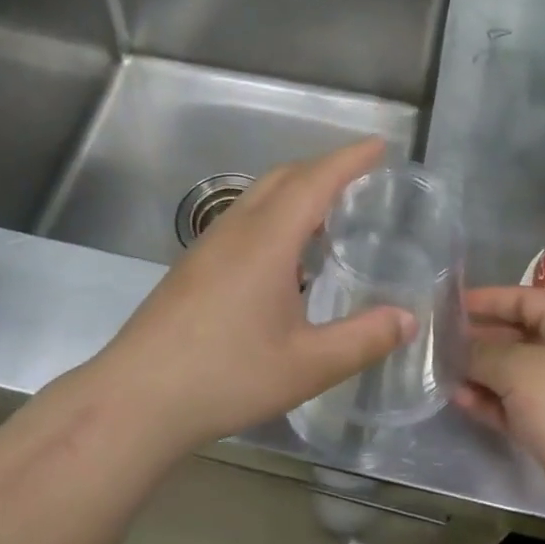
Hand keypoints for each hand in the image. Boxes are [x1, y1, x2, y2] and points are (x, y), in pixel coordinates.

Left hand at [95, 139, 416, 452]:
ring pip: (260, 195)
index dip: (350, 159)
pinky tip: (286, 256)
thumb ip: (362, 340)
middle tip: (362, 179)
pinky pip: (244, 217)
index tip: (379, 145)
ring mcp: (210, 243)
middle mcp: (238, 227)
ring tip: (330, 216)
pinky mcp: (194, 263)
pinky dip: (276, 213)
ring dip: (297, 190)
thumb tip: (408, 319)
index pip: (316, 180)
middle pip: (285, 176)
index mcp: (268, 238)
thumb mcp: (306, 365)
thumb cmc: (226, 375)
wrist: (137, 398)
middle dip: (325, 168)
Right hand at [456, 287, 544, 532]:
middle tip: (438, 342)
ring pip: (511, 375)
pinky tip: (459, 400)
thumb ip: (482, 352)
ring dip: (478, 373)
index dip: (488, 299)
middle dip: (477, 339)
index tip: (452, 305)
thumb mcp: (519, 368)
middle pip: (515, 337)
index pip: (524, 299)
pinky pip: (514, 407)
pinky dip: (489, 402)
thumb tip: (457, 348)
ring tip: (441, 373)